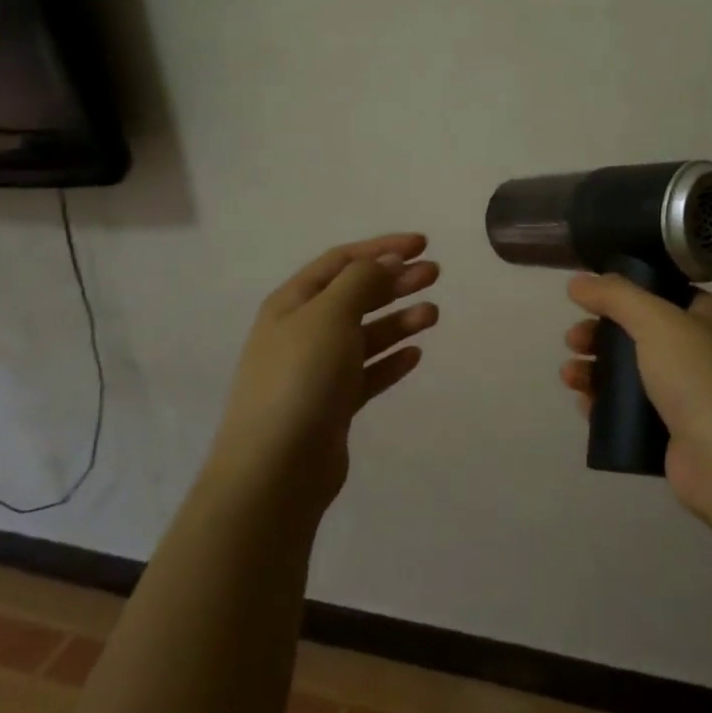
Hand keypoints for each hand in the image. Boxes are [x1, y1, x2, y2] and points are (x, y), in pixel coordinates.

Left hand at [217, 233, 439, 509]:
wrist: (276, 468)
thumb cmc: (301, 377)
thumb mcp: (330, 315)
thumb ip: (362, 281)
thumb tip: (388, 260)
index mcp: (292, 303)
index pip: (341, 261)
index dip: (381, 248)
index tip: (422, 244)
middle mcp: (302, 331)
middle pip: (355, 295)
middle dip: (395, 281)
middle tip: (435, 274)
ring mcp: (316, 370)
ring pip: (365, 335)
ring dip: (398, 320)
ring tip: (433, 315)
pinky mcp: (332, 405)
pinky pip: (366, 373)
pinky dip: (390, 361)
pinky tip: (414, 356)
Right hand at [562, 275, 711, 521]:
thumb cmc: (699, 377)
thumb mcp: (657, 321)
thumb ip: (616, 296)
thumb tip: (578, 282)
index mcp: (709, 317)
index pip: (661, 294)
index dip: (623, 294)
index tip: (587, 300)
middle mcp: (701, 352)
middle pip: (639, 335)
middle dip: (601, 335)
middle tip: (573, 341)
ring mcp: (688, 395)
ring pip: (631, 374)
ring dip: (597, 370)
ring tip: (570, 376)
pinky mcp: (673, 432)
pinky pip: (631, 411)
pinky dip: (605, 405)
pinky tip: (583, 404)